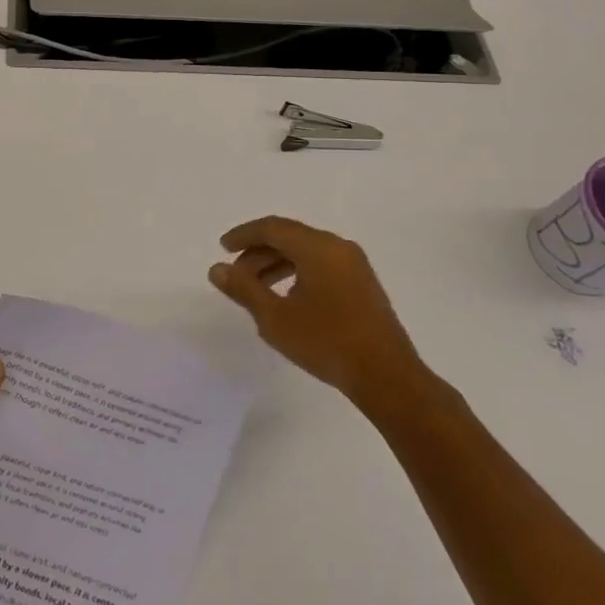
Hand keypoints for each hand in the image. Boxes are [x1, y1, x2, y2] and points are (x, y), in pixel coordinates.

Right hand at [210, 216, 432, 417]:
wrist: (386, 376)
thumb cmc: (326, 342)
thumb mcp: (275, 318)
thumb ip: (244, 289)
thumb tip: (217, 269)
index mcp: (317, 248)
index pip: (272, 228)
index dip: (244, 235)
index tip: (223, 248)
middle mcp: (338, 247)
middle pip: (290, 237)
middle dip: (258, 251)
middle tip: (236, 274)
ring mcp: (355, 265)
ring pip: (306, 251)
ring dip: (277, 263)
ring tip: (257, 289)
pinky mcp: (363, 284)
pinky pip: (322, 264)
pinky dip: (298, 272)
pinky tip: (287, 298)